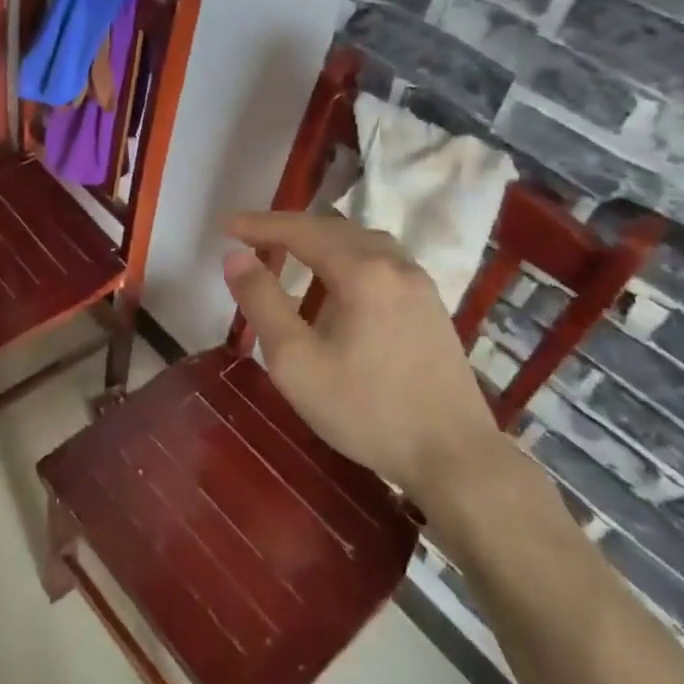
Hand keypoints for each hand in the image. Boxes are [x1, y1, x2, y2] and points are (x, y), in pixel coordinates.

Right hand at [222, 211, 505, 508]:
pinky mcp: (432, 307)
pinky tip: (338, 283)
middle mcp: (395, 265)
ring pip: (362, 242)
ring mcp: (420, 285)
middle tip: (252, 238)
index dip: (261, 225)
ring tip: (291, 254)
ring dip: (321, 240)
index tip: (228, 227)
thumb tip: (235, 257)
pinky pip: (382, 261)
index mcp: (362, 271)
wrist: (455, 457)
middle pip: (333, 229)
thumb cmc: (365, 409)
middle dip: (289, 228)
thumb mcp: (295, 361)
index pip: (301, 231)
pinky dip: (348, 256)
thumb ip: (261, 302)